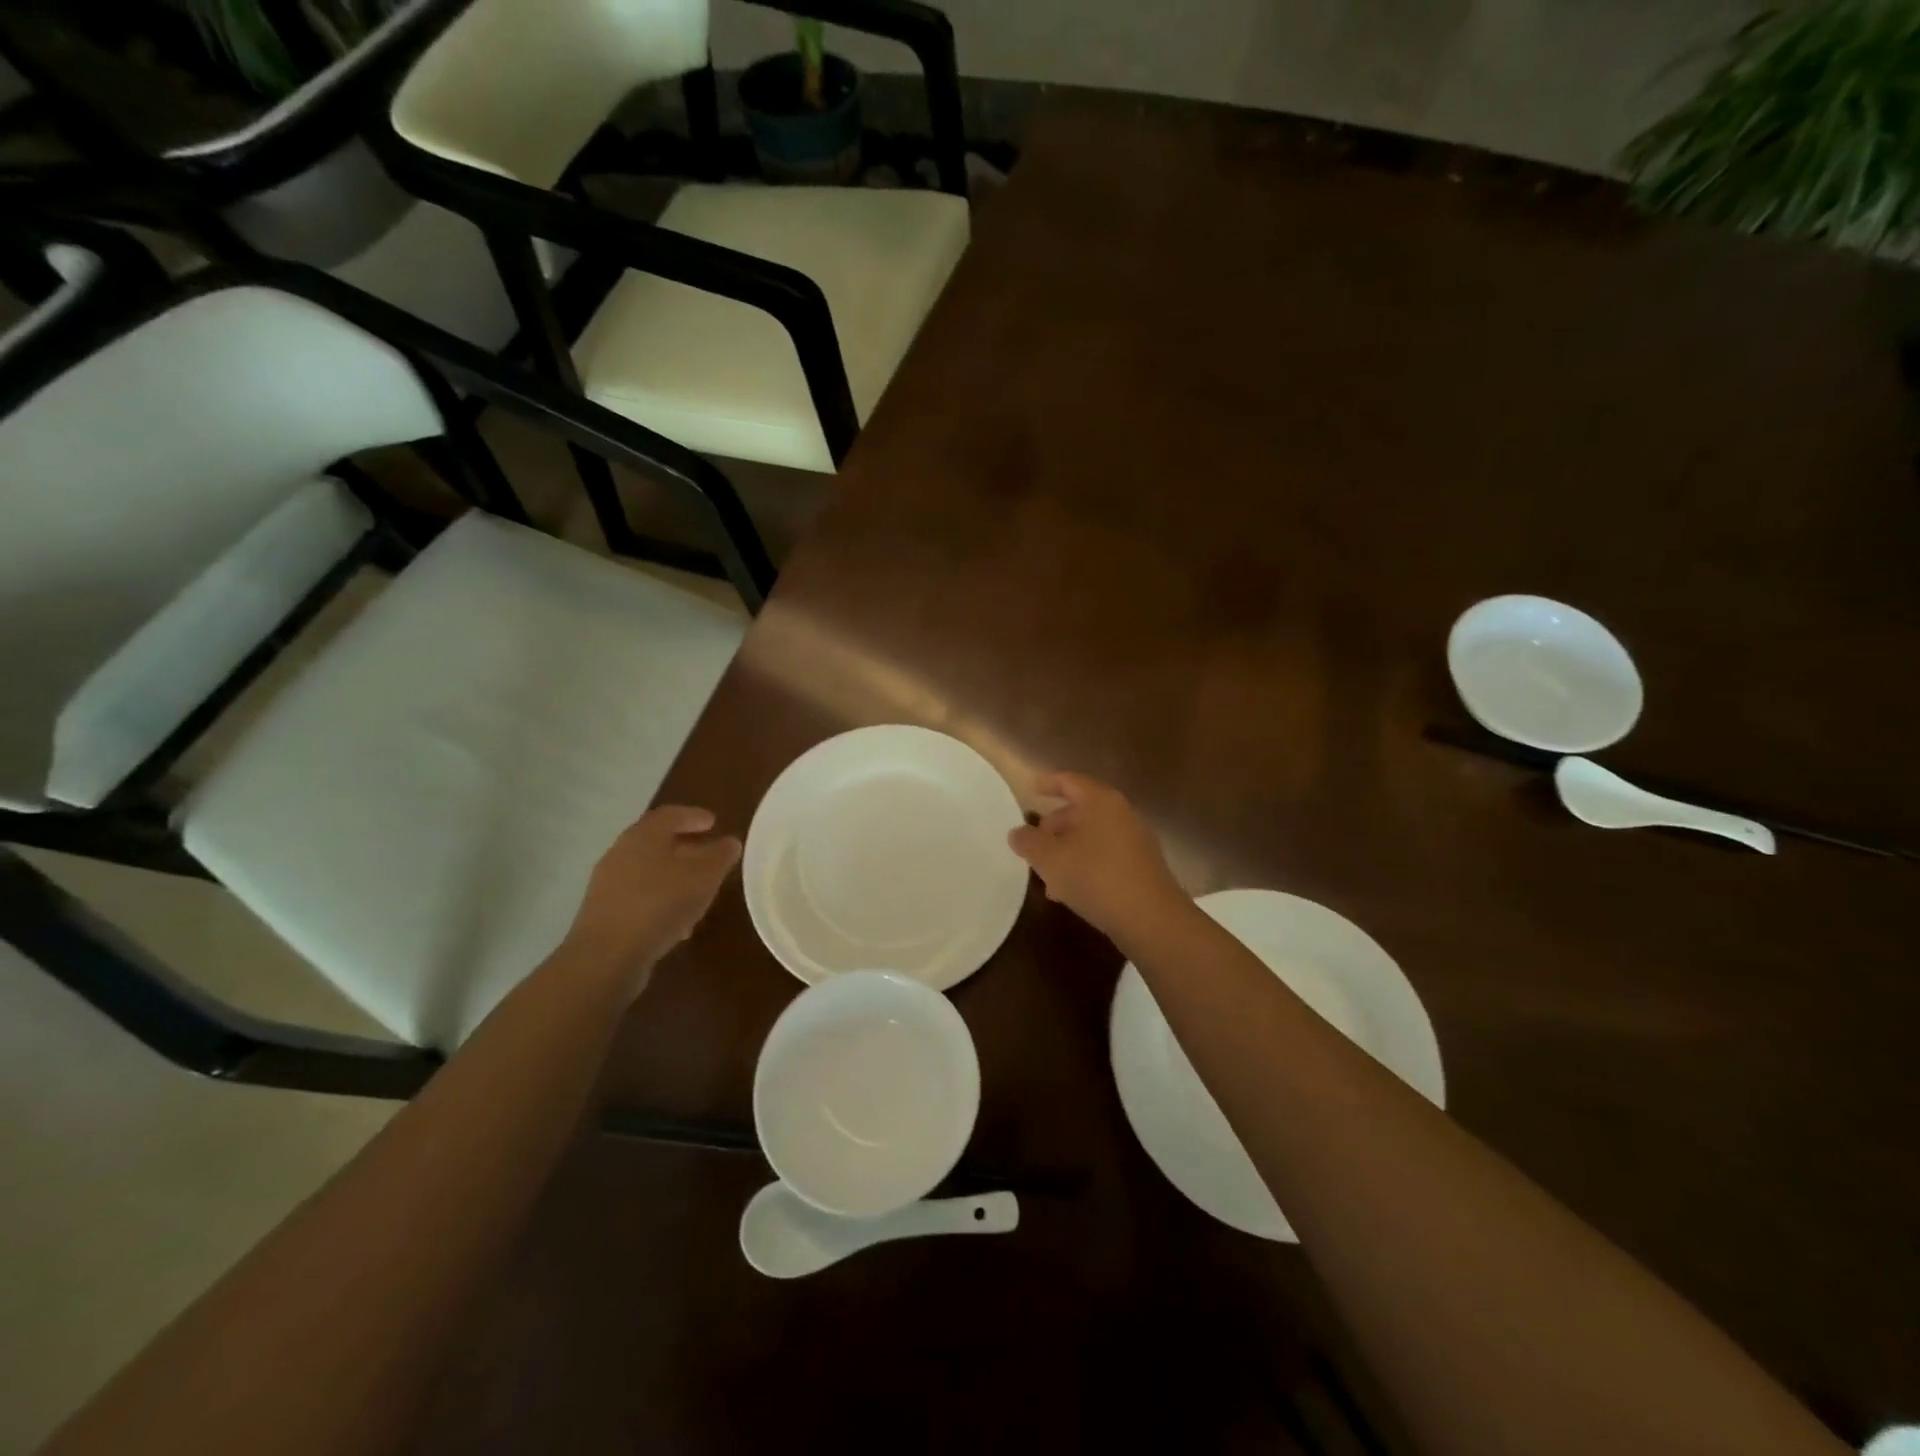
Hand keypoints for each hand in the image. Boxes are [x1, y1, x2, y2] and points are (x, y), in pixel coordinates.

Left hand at [564, 806, 741, 988]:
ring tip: (698, 891)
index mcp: (644, 835)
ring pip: (649, 871)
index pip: (670, 815)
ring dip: (674, 876)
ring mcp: (609, 883)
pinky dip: (661, 899)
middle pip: (657, 842)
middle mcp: (621, 852)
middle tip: (709, 855)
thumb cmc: (660, 904)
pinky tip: (678, 921)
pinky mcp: (605, 912)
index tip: (713, 822)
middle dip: (685, 847)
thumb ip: (720, 856)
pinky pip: (640, 896)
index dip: (694, 816)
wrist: (607, 956)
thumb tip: (730, 842)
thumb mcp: (704, 877)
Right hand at [1008, 772, 1189, 946]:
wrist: (1151, 919)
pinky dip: (1085, 864)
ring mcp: (1136, 839)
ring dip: (1067, 850)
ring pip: (1092, 836)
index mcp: (1100, 801)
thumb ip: (1028, 842)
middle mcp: (1121, 813)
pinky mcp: (1143, 866)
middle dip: (1054, 826)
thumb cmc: (1095, 878)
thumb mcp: (1050, 859)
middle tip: (1033, 845)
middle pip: (1081, 810)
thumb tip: (1017, 832)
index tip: (1031, 789)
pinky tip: (1071, 891)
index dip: (1048, 783)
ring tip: (1047, 876)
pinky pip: (1106, 855)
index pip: (1069, 781)